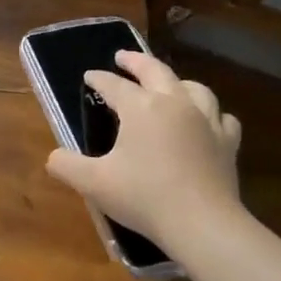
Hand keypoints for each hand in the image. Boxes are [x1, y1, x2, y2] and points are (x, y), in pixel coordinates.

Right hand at [45, 51, 243, 263]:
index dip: (98, 79)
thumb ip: (67, 165)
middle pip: (155, 71)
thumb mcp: (93, 183)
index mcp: (140, 107)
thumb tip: (53, 157)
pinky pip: (222, 118)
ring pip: (193, 87)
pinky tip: (207, 121)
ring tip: (169, 84)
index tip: (88, 76)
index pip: (113, 85)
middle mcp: (174, 103)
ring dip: (177, 81)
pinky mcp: (227, 142)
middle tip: (123, 57)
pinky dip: (211, 113)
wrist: (202, 223)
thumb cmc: (143, 197)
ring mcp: (206, 120)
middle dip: (136, 62)